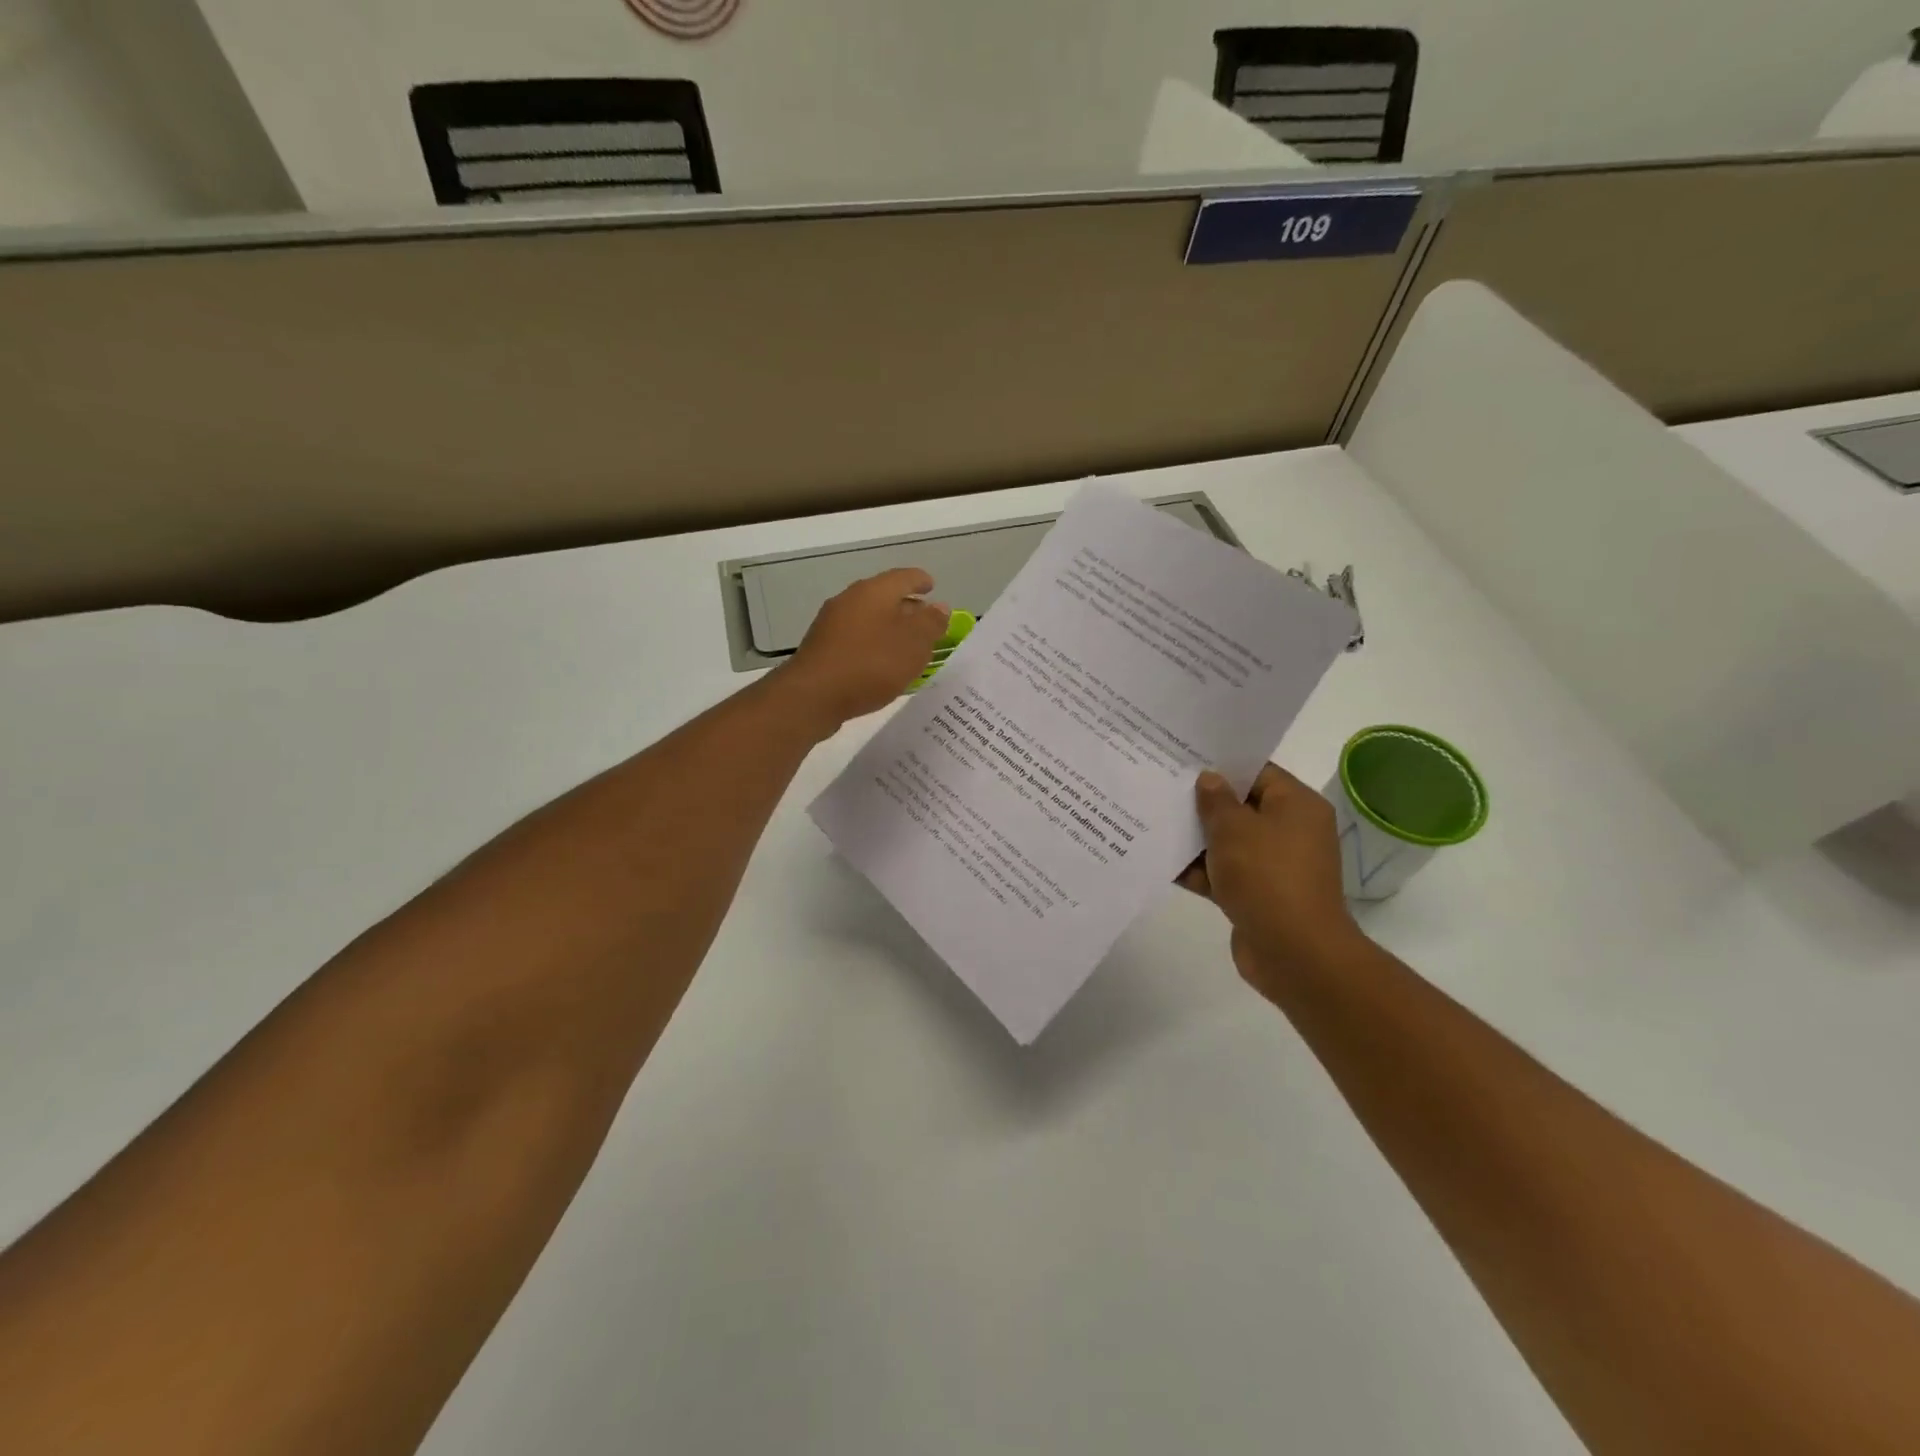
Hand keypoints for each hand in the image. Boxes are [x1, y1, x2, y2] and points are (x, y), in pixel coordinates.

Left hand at [778, 568, 949, 734]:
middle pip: (885, 597)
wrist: (813, 696)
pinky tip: (882, 664)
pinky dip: (874, 645)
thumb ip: (931, 623)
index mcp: (874, 591)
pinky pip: (856, 639)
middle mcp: (850, 600)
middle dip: (907, 608)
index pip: (904, 577)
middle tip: (926, 622)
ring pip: (869, 619)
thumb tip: (939, 607)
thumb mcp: (913, 644)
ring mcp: (832, 624)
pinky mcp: (823, 649)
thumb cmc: (871, 664)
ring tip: (908, 647)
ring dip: (890, 629)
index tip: (933, 587)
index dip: (921, 581)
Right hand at [1180, 763, 1363, 994]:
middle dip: (1202, 804)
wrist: (1294, 952)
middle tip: (1162, 789)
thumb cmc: (1267, 876)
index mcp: (1296, 806)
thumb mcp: (1234, 829)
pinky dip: (1200, 871)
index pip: (1258, 773)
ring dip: (1196, 839)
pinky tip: (1163, 864)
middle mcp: (1290, 832)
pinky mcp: (1258, 896)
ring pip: (1229, 843)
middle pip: (1241, 808)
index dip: (1222, 766)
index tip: (1184, 761)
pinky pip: (1225, 874)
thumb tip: (1209, 779)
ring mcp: (1275, 866)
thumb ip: (1216, 801)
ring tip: (1154, 822)